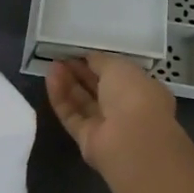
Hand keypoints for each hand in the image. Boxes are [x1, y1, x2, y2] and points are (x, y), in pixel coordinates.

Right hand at [45, 53, 180, 175]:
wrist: (131, 141)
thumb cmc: (133, 96)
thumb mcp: (119, 67)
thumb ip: (102, 60)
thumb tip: (89, 58)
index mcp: (143, 90)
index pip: (119, 75)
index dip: (99, 62)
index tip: (81, 51)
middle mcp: (126, 109)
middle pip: (98, 88)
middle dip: (80, 72)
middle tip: (61, 56)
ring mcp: (106, 126)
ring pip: (83, 102)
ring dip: (68, 83)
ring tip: (52, 65)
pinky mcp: (87, 139)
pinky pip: (72, 115)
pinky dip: (61, 98)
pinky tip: (50, 78)